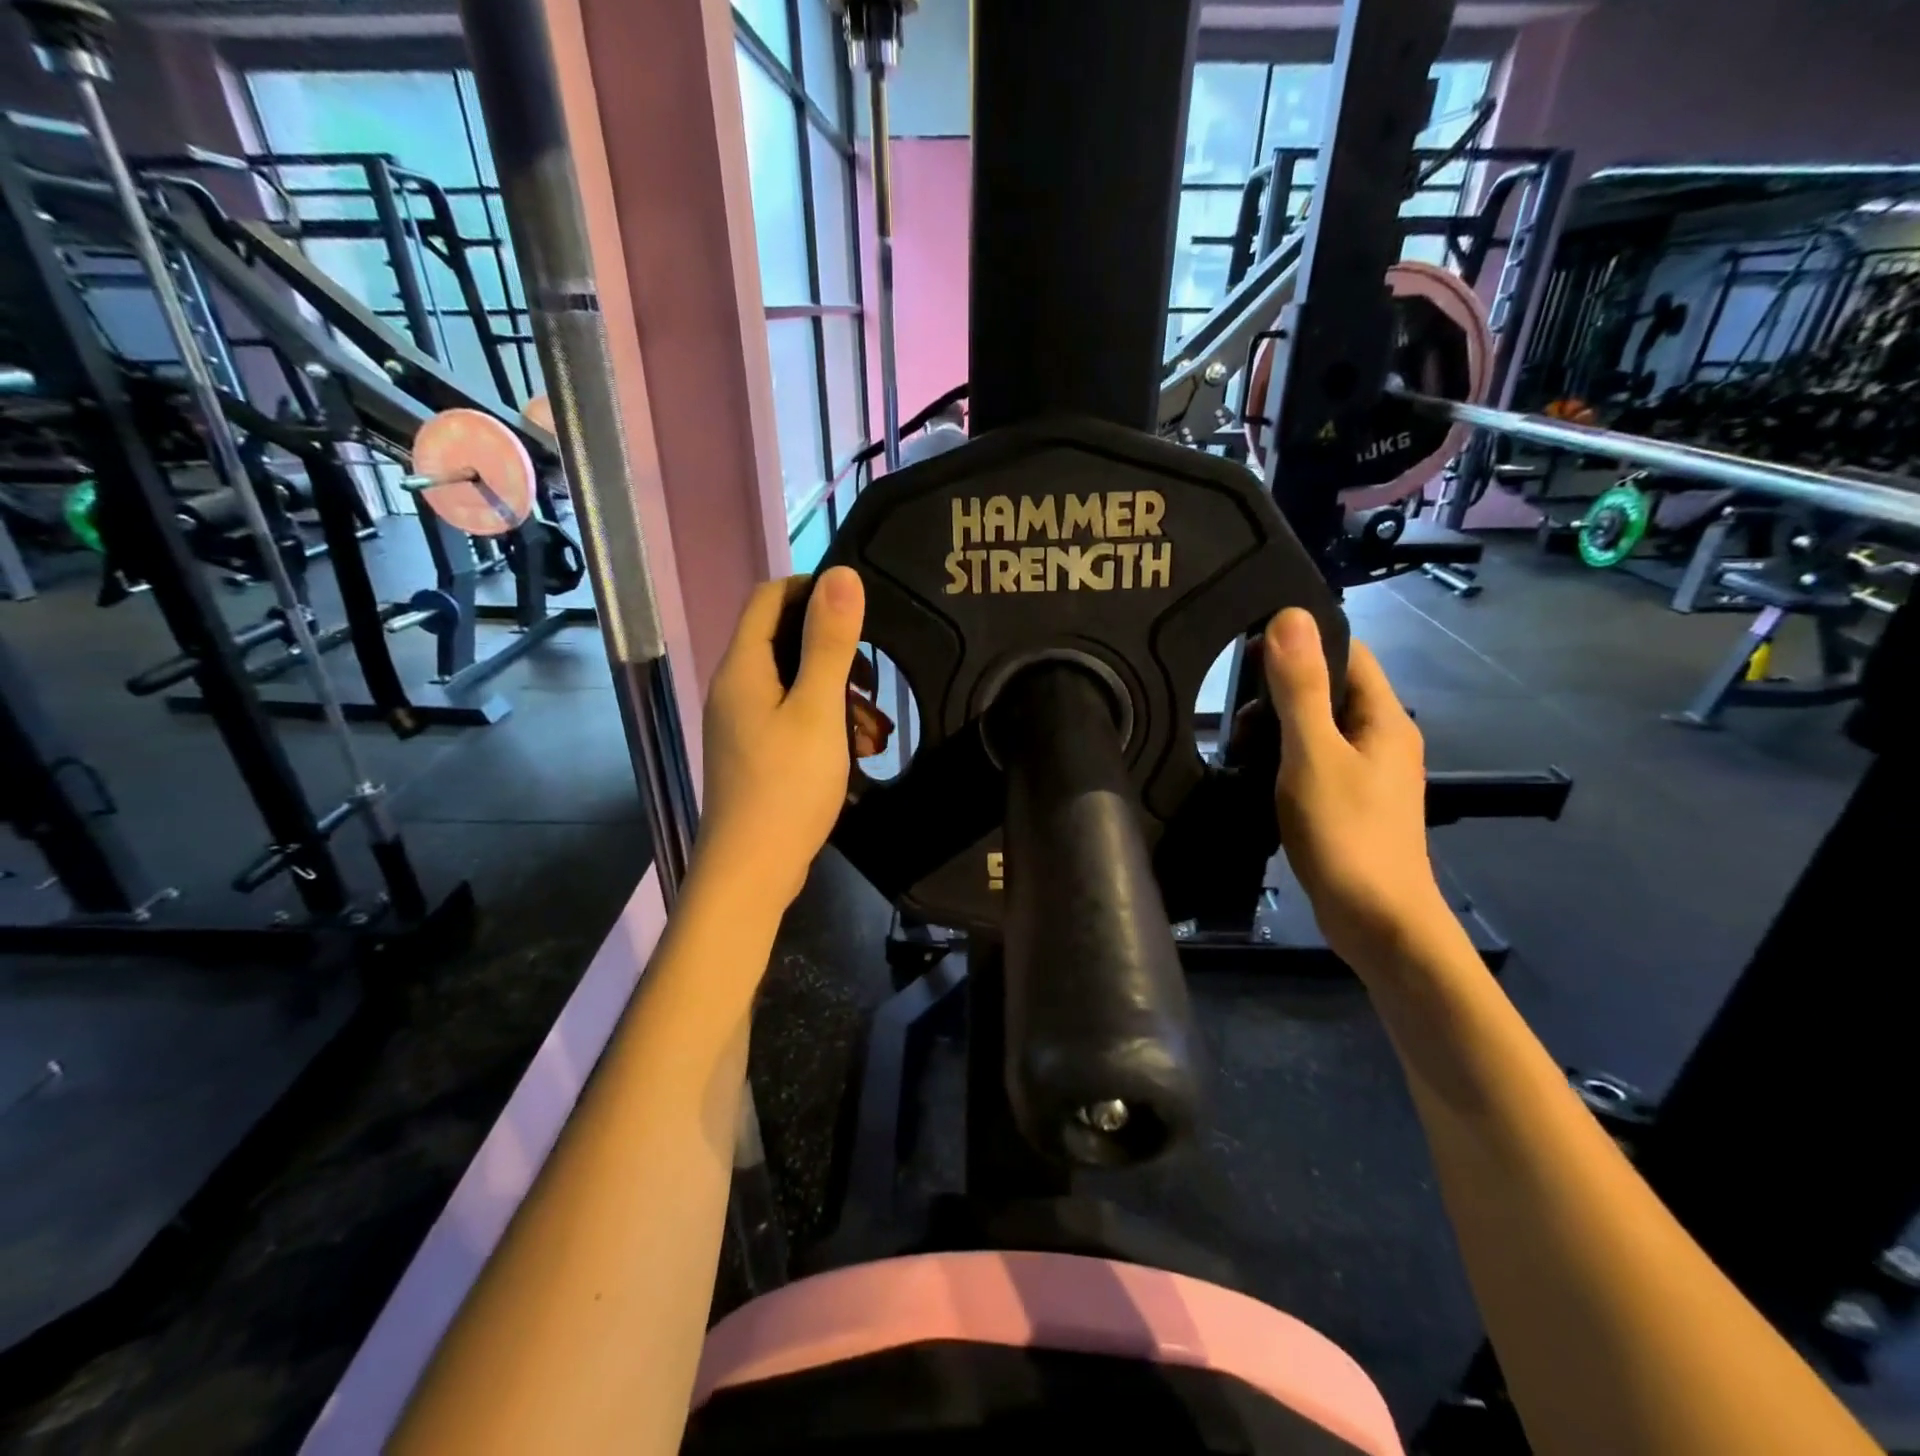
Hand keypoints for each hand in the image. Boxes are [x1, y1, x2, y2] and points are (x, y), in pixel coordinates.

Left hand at [696, 568, 866, 906]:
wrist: (752, 871)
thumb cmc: (787, 786)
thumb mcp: (818, 710)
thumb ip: (829, 642)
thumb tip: (840, 574)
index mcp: (743, 668)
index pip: (769, 598)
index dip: (812, 590)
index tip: (859, 611)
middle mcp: (736, 688)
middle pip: (784, 642)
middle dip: (836, 653)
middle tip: (873, 679)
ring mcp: (743, 724)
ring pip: (795, 686)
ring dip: (838, 696)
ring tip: (876, 727)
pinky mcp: (756, 753)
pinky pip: (794, 719)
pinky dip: (827, 725)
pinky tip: (858, 752)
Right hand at [1261, 607, 1450, 969]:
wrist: (1376, 921)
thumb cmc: (1346, 832)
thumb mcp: (1313, 753)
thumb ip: (1300, 687)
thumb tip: (1289, 616)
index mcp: (1384, 718)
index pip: (1348, 653)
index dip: (1301, 644)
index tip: (1247, 656)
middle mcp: (1383, 738)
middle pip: (1330, 691)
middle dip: (1280, 693)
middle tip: (1236, 717)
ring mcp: (1370, 775)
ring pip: (1319, 730)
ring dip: (1279, 730)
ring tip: (1239, 749)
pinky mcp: (1352, 804)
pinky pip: (1316, 762)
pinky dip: (1285, 760)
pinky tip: (1257, 777)